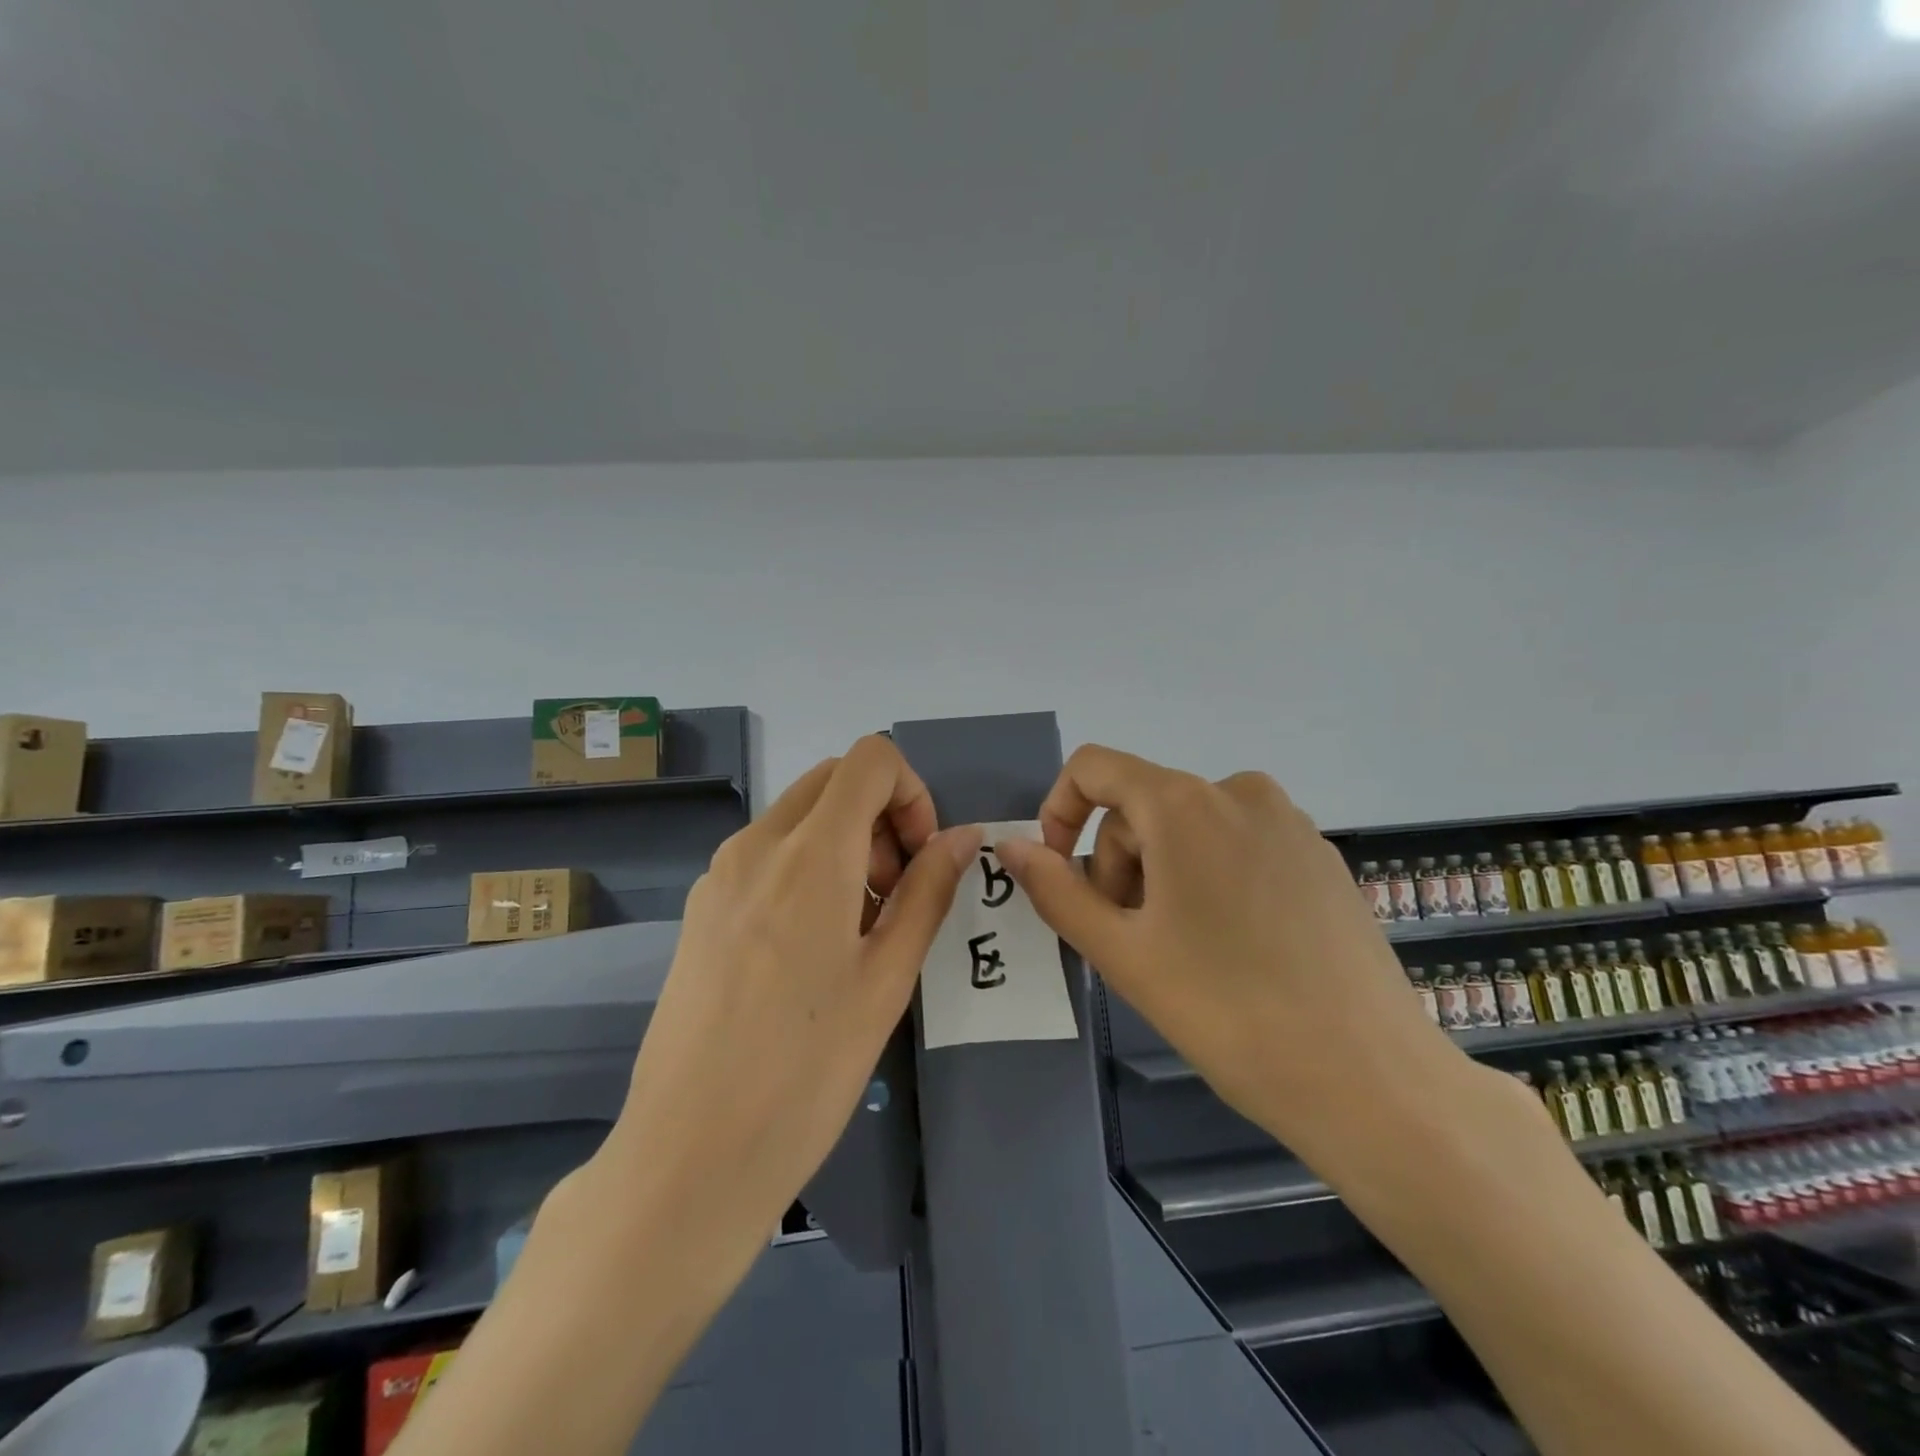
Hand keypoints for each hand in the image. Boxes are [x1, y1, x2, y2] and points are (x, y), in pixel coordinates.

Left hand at [603, 736, 980, 1251]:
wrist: (688, 1154)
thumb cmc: (807, 1070)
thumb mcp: (887, 978)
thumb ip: (929, 891)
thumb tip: (964, 836)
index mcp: (810, 853)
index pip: (870, 759)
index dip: (912, 792)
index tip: (920, 859)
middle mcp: (757, 845)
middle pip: (834, 780)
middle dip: (881, 816)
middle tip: (897, 894)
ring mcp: (720, 875)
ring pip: (799, 815)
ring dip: (845, 843)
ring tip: (859, 931)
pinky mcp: (701, 908)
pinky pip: (766, 854)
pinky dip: (807, 867)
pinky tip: (811, 949)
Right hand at [996, 745, 1486, 1164]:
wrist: (1370, 1081)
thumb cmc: (1226, 1011)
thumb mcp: (1121, 952)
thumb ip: (1056, 890)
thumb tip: (1010, 847)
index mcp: (1184, 803)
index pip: (1093, 768)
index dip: (1060, 812)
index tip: (1062, 876)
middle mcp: (1239, 791)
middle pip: (1141, 806)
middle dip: (1117, 864)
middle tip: (1130, 940)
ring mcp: (1289, 822)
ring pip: (1189, 827)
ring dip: (1161, 874)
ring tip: (1180, 950)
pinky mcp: (1320, 856)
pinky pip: (1237, 844)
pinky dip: (1209, 878)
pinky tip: (1234, 947)